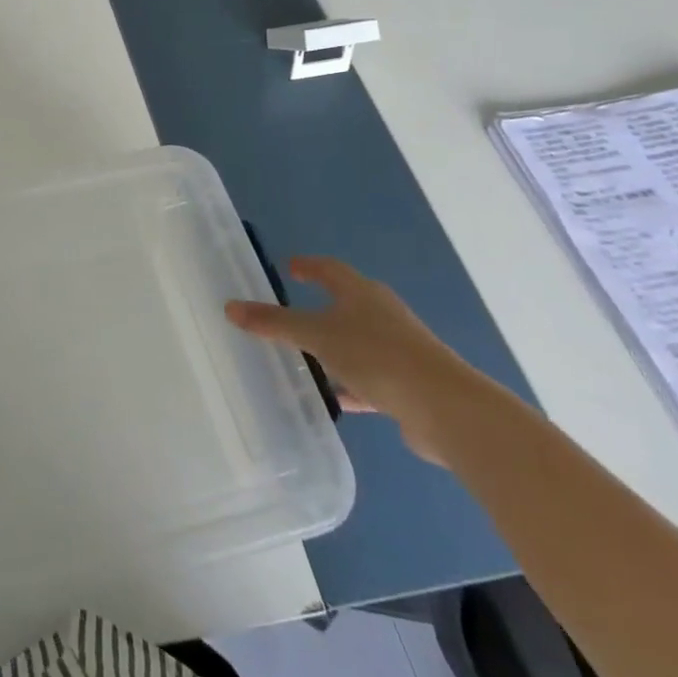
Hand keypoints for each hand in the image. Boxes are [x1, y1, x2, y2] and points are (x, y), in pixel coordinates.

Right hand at [226, 256, 475, 463]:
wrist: (447, 409)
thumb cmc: (377, 356)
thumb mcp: (317, 335)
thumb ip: (274, 323)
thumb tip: (230, 307)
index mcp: (362, 294)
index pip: (330, 269)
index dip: (308, 266)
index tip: (289, 268)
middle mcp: (382, 315)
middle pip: (346, 303)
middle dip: (320, 306)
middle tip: (289, 311)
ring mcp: (399, 350)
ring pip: (357, 342)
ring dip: (333, 348)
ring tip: (304, 357)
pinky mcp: (407, 384)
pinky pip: (369, 376)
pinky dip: (349, 382)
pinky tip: (333, 397)